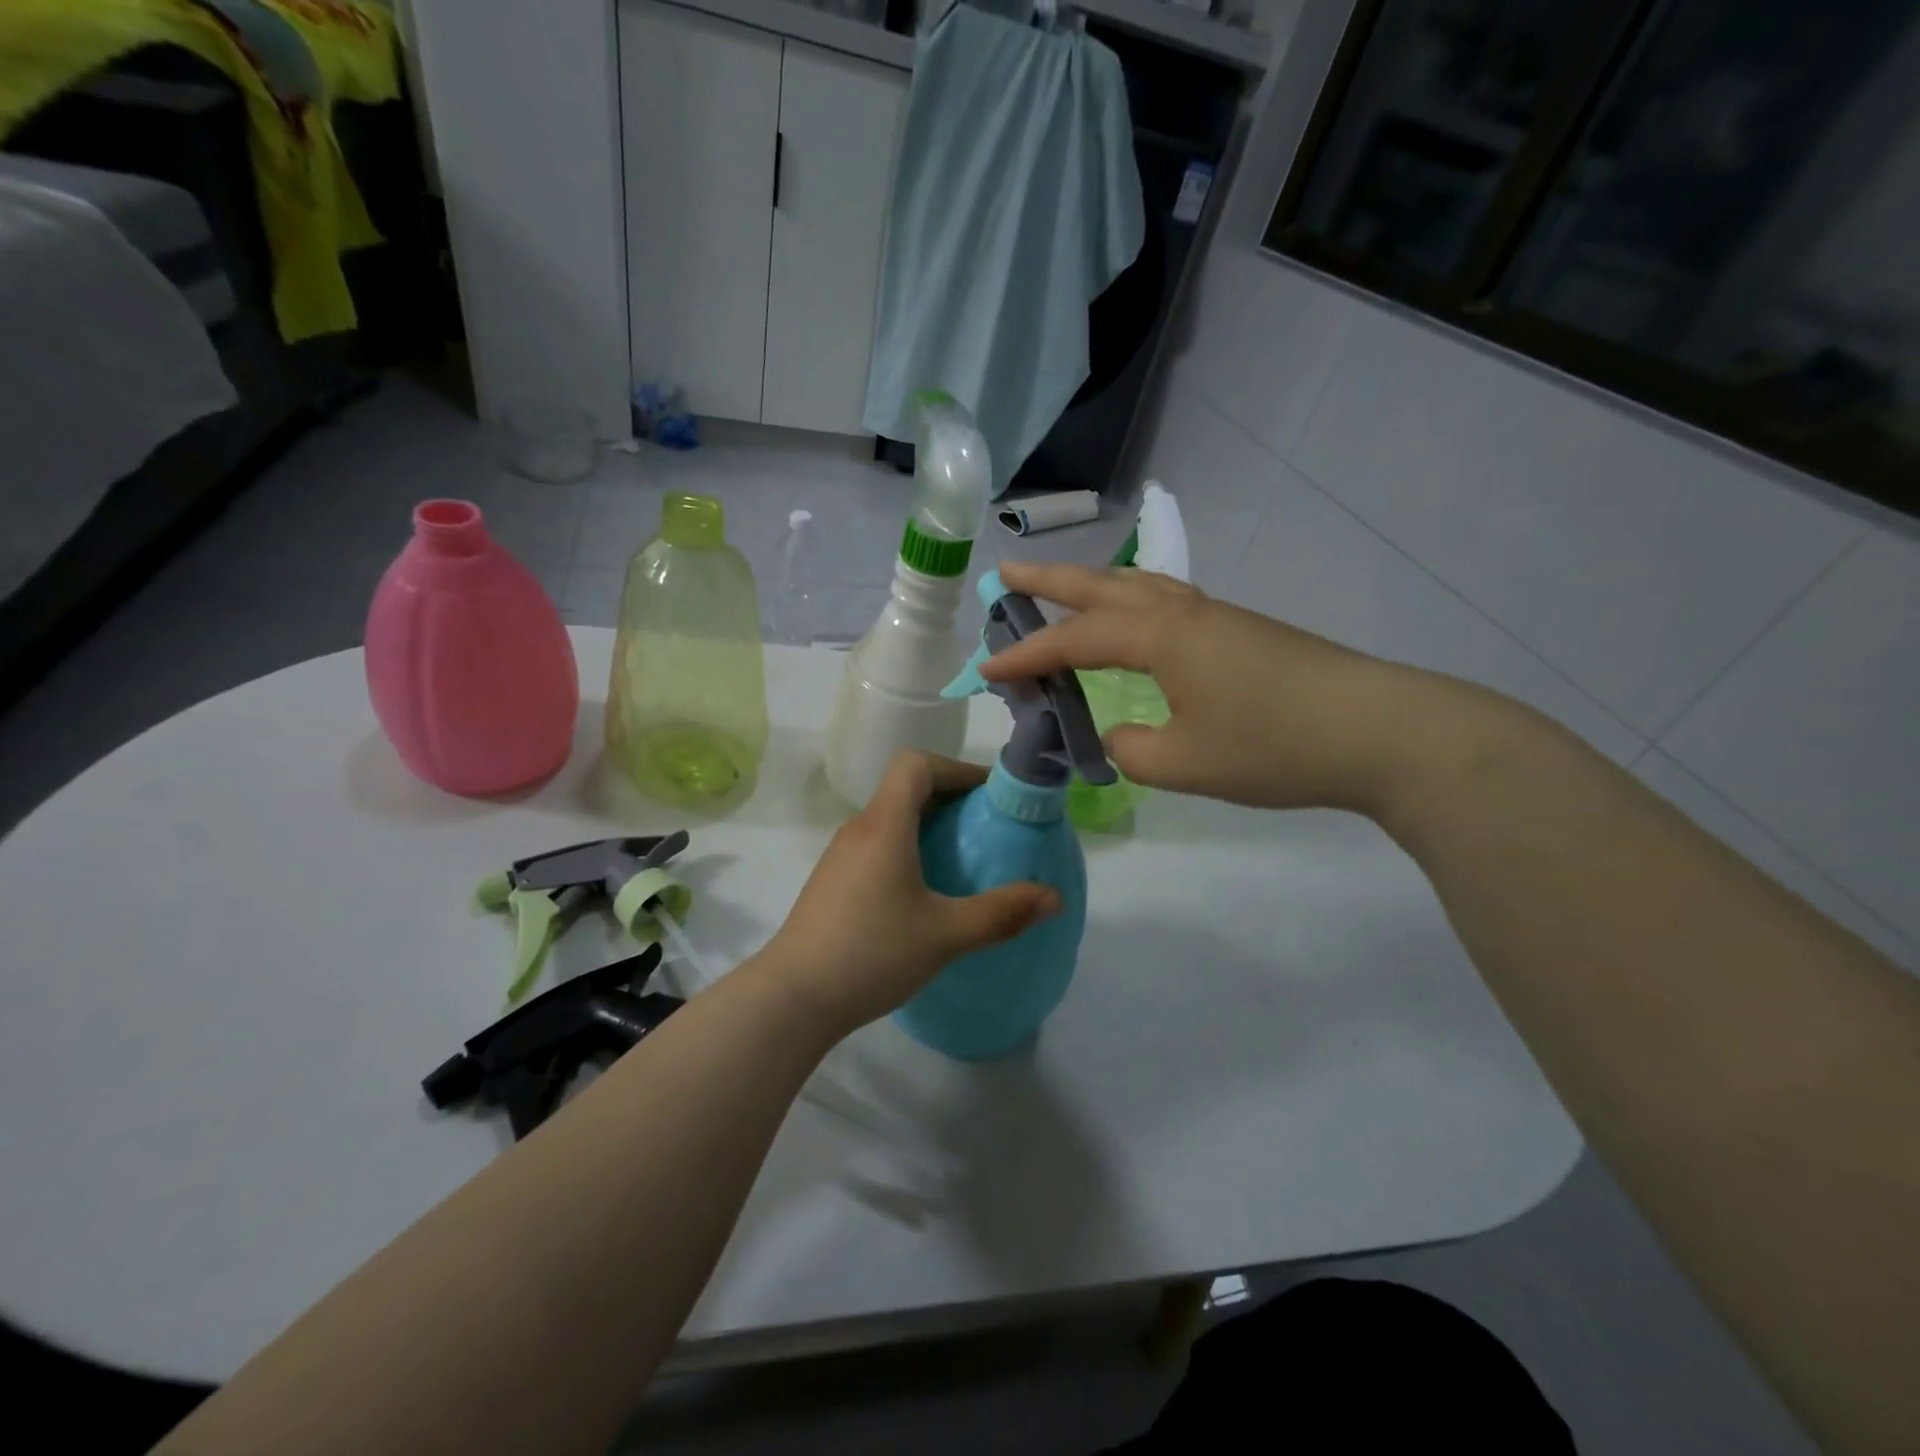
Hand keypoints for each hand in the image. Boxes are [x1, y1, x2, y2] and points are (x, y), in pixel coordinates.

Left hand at [753, 752, 1060, 1038]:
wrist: (792, 998)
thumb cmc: (871, 953)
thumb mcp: (945, 935)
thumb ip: (1002, 913)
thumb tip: (1055, 897)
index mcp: (884, 825)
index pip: (916, 764)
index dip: (956, 768)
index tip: (989, 795)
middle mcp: (860, 829)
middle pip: (905, 788)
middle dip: (950, 798)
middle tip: (988, 828)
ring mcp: (841, 857)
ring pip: (891, 819)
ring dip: (929, 826)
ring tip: (964, 859)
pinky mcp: (833, 883)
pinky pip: (878, 846)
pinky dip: (908, 849)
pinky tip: (926, 892)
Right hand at [986, 561, 1460, 817]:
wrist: (1381, 730)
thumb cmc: (1275, 745)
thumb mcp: (1185, 762)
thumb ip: (1132, 749)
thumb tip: (1119, 735)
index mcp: (1161, 637)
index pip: (1074, 641)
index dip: (1026, 656)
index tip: (985, 672)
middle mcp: (1183, 612)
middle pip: (1101, 586)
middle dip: (1049, 581)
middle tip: (1006, 574)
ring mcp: (1217, 617)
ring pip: (1138, 586)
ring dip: (1092, 586)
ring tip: (1062, 591)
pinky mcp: (1241, 631)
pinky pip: (1166, 603)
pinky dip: (1130, 603)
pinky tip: (1134, 625)